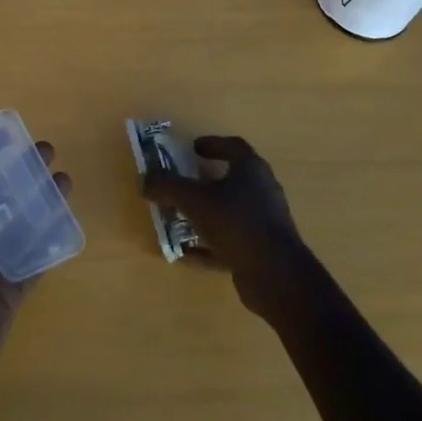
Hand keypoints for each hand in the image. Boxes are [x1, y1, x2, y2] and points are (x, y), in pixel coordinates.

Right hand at [141, 136, 307, 318]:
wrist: (276, 277)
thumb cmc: (237, 224)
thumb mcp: (195, 201)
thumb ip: (168, 186)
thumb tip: (145, 179)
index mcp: (251, 170)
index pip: (232, 146)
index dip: (211, 144)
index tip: (191, 149)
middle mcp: (262, 191)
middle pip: (230, 179)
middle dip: (203, 182)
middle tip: (180, 184)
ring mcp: (264, 223)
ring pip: (228, 212)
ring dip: (204, 214)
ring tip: (178, 219)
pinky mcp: (261, 251)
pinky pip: (229, 241)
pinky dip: (209, 245)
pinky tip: (187, 253)